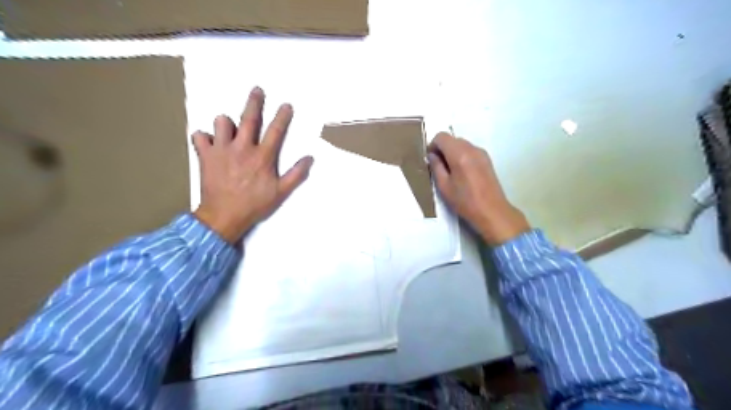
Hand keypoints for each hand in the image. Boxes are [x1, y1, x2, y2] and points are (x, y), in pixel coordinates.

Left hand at [190, 87, 312, 242]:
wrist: (224, 216)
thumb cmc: (255, 204)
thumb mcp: (281, 192)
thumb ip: (296, 175)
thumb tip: (309, 158)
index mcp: (262, 157)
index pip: (276, 131)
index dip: (282, 116)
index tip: (286, 105)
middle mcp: (242, 148)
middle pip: (249, 118)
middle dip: (255, 102)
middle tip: (257, 90)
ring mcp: (222, 150)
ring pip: (221, 123)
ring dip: (226, 123)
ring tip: (229, 129)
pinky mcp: (205, 156)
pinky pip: (199, 137)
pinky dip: (204, 138)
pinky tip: (209, 143)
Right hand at [427, 132, 527, 244]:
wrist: (492, 211)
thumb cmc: (465, 201)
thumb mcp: (444, 186)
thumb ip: (436, 167)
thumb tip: (432, 155)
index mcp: (459, 154)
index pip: (442, 137)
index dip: (433, 145)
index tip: (430, 159)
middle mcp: (472, 149)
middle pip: (452, 139)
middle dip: (442, 149)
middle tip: (438, 166)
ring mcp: (481, 153)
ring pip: (461, 144)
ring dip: (452, 152)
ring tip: (450, 171)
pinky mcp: (487, 159)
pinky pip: (470, 150)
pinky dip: (462, 155)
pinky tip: (462, 173)